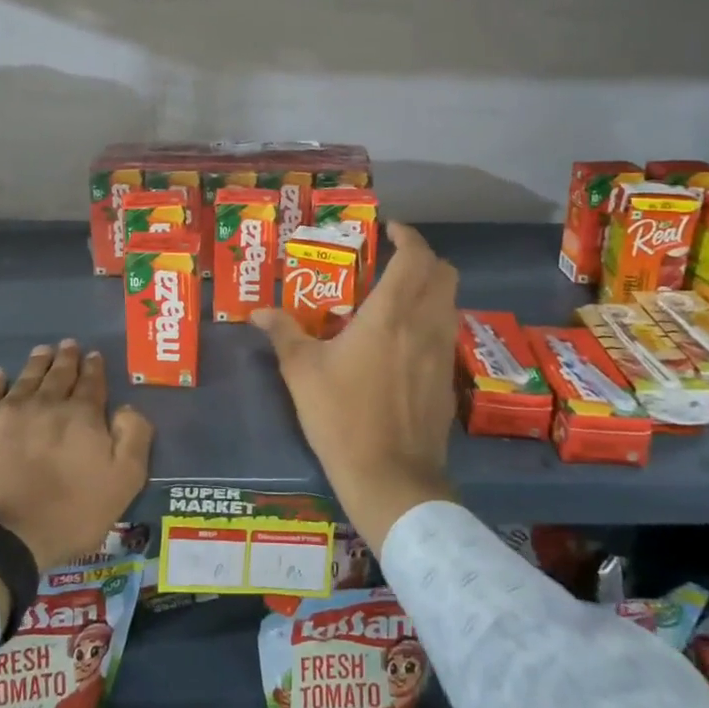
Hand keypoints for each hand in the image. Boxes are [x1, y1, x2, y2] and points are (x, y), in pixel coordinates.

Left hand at [0, 340, 152, 573]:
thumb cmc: (67, 514)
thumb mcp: (122, 483)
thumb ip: (133, 438)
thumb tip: (127, 408)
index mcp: (81, 416)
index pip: (91, 383)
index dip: (94, 368)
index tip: (94, 355)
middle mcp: (45, 404)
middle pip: (59, 374)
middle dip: (67, 358)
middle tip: (69, 344)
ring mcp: (7, 412)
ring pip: (26, 378)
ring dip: (37, 363)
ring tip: (43, 350)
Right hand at [251, 222, 459, 549]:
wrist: (391, 478)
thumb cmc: (342, 417)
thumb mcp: (302, 373)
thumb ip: (283, 334)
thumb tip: (258, 313)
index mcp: (391, 314)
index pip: (415, 257)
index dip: (407, 235)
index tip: (389, 229)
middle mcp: (425, 324)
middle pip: (444, 272)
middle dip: (423, 257)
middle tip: (392, 260)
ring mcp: (442, 352)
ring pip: (450, 301)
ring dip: (431, 287)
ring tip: (397, 295)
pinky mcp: (448, 378)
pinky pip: (446, 330)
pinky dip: (432, 317)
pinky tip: (404, 339)